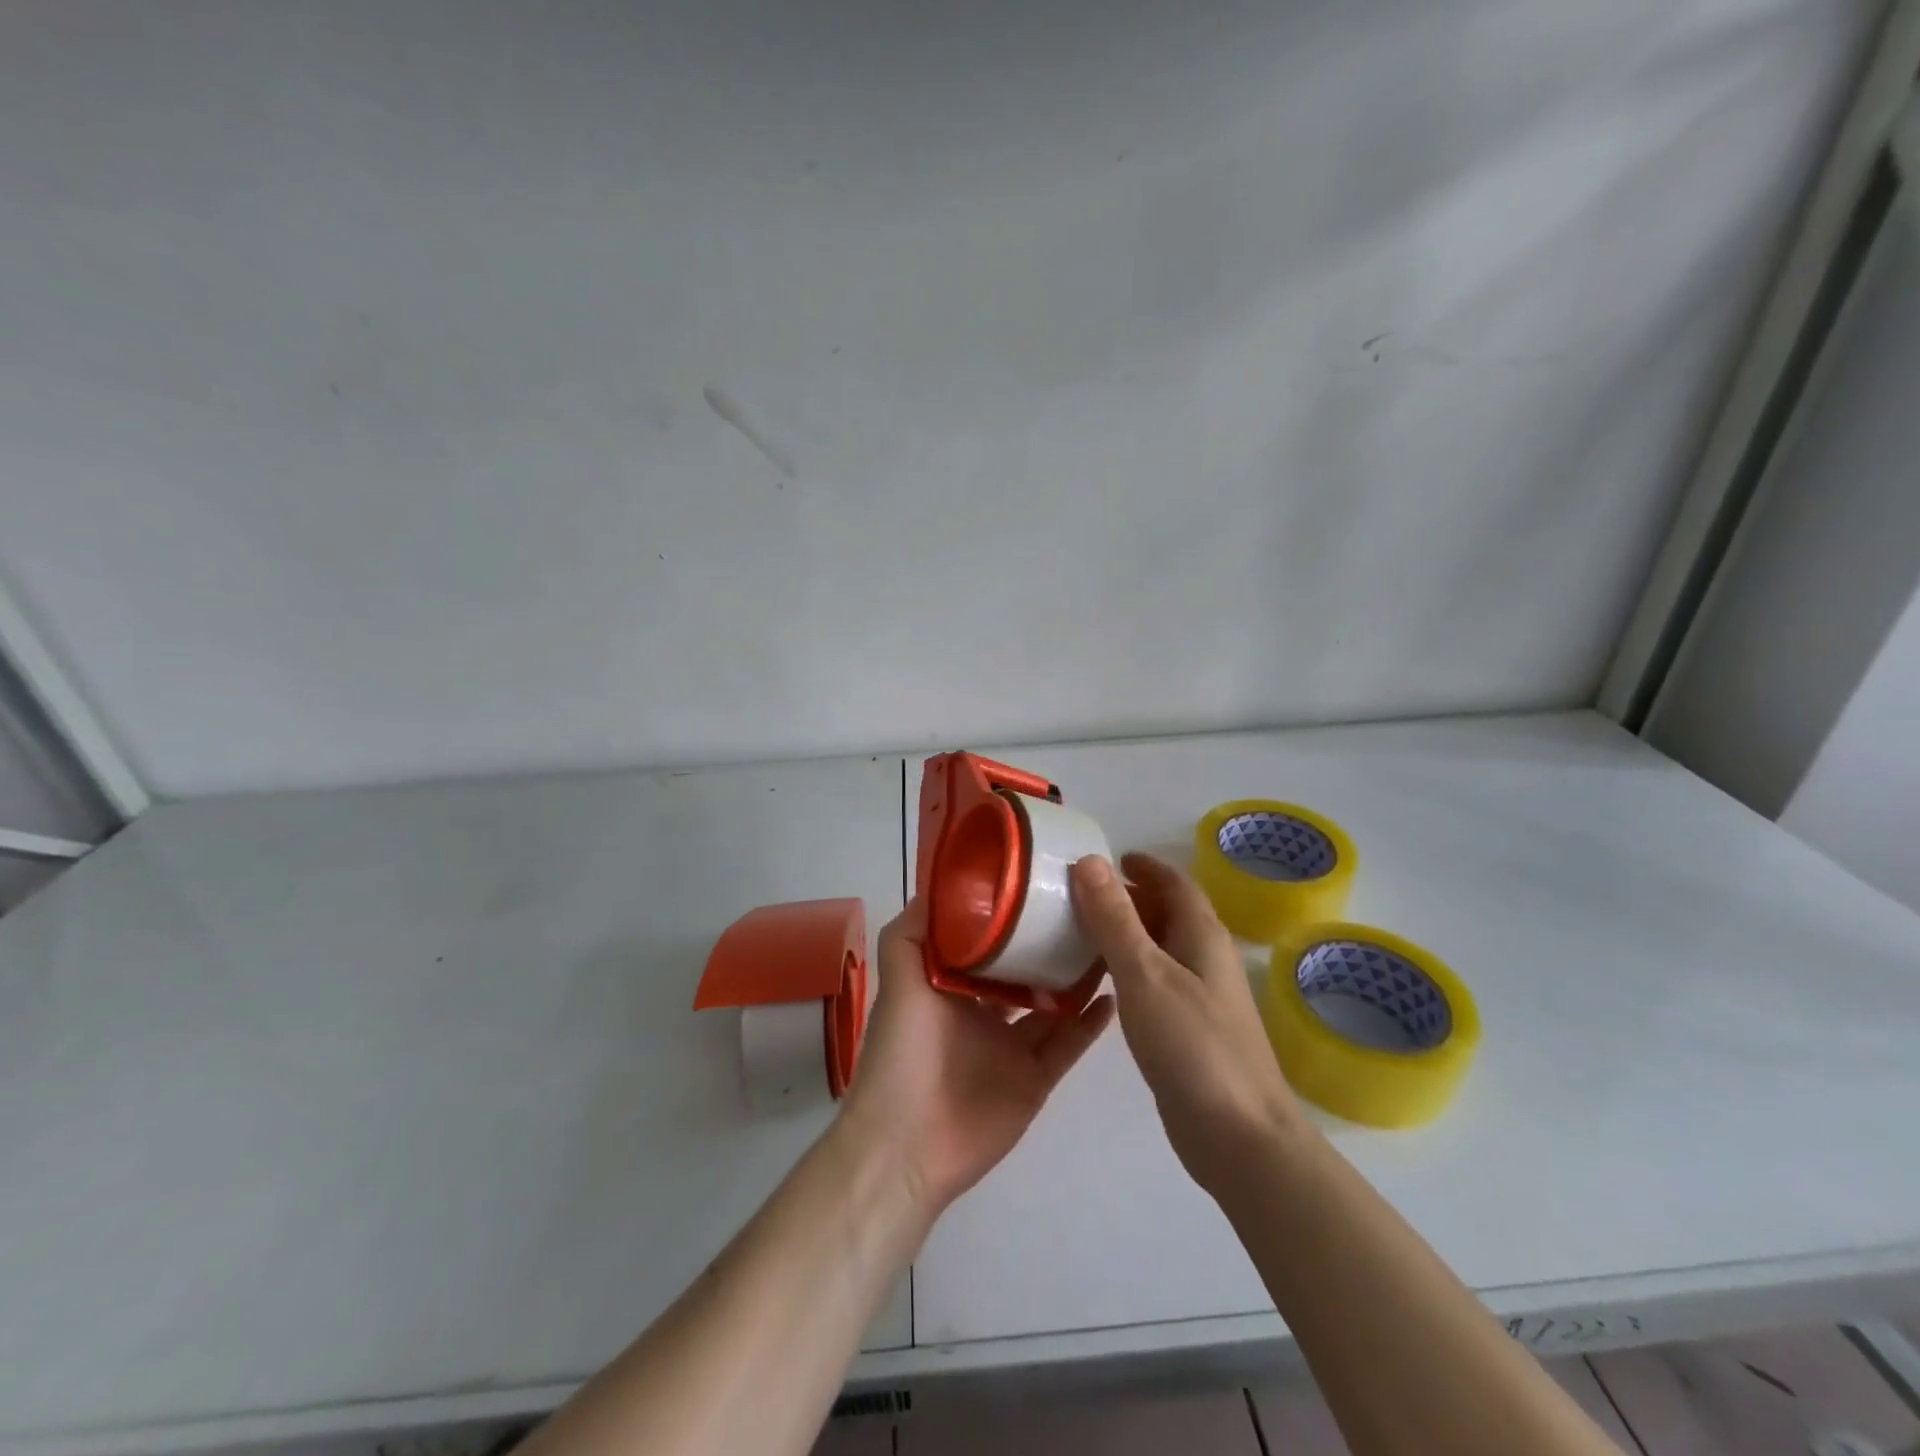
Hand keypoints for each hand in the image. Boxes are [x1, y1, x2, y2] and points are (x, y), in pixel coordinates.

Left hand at [839, 900, 1114, 1219]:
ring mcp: (1012, 1048)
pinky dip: (1090, 1023)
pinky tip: (1113, 995)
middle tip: (1084, 911)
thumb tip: (936, 887)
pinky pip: (1068, 1045)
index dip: (1009, 918)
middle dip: (1048, 946)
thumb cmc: (902, 1053)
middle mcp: (984, 1013)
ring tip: (1107, 944)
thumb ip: (910, 935)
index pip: (986, 944)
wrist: (907, 1145)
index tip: (1037, 885)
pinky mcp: (1035, 1079)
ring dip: (1076, 980)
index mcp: (952, 987)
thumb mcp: (900, 982)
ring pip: (1052, 1006)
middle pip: (1025, 972)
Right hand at [1070, 853, 1306, 1194]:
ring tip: (1081, 932)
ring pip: (1161, 947)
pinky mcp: (1191, 1029)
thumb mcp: (1144, 973)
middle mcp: (1206, 958)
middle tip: (1080, 895)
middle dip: (1129, 898)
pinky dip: (1129, 968)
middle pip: (1168, 912)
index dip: (1143, 867)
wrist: (1239, 1136)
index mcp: (1202, 935)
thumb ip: (1115, 918)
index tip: (1106, 859)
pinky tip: (1103, 984)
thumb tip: (1090, 860)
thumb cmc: (1191, 1045)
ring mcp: (1202, 996)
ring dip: (1127, 933)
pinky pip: (1157, 980)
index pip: (1174, 883)